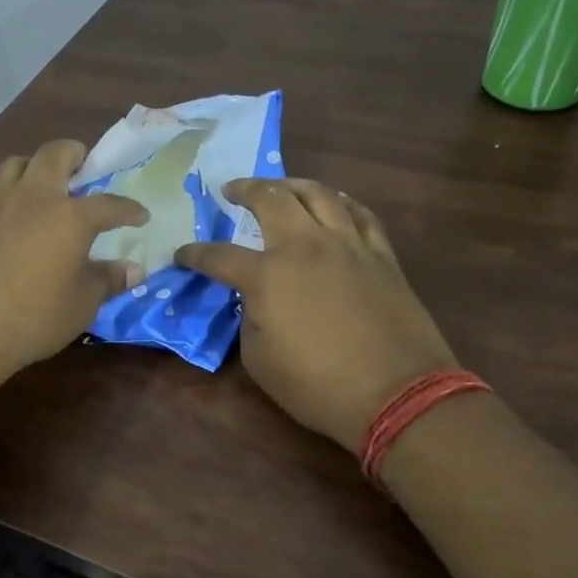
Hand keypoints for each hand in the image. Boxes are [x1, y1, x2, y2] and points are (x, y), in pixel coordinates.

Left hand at [0, 139, 147, 388]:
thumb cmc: (32, 319)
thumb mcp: (80, 305)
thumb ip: (107, 280)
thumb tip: (133, 270)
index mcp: (69, 217)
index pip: (108, 204)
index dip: (128, 208)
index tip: (140, 215)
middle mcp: (32, 199)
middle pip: (53, 155)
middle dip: (73, 153)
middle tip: (83, 166)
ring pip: (14, 165)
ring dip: (33, 167)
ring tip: (41, 185)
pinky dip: (6, 202)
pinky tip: (7, 228)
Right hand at [176, 178, 456, 453]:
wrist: (397, 394)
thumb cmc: (318, 385)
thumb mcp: (259, 360)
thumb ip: (250, 318)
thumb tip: (257, 300)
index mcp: (267, 275)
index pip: (218, 256)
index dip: (194, 254)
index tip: (181, 255)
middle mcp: (305, 247)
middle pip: (270, 198)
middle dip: (244, 189)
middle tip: (231, 190)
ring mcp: (347, 245)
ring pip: (318, 193)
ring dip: (291, 184)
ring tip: (280, 187)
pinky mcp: (381, 255)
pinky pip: (360, 214)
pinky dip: (341, 202)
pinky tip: (334, 203)